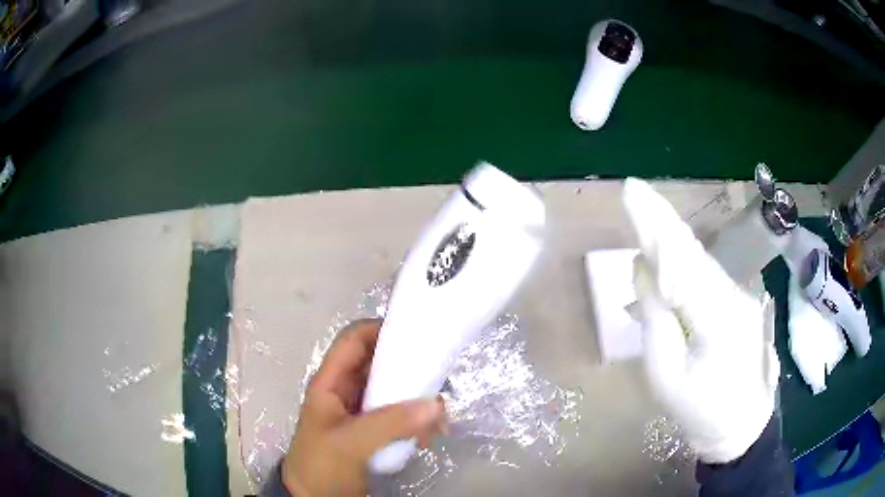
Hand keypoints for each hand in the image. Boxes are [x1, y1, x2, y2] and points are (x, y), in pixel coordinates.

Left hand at [282, 319, 446, 495]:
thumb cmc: (321, 465)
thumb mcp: (349, 442)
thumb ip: (390, 422)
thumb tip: (437, 404)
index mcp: (330, 383)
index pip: (354, 340)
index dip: (380, 329)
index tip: (415, 333)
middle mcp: (347, 392)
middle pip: (379, 364)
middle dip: (409, 369)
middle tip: (439, 379)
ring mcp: (362, 413)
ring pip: (393, 391)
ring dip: (417, 400)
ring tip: (439, 417)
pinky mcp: (375, 432)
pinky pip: (400, 417)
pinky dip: (417, 422)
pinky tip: (429, 436)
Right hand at [622, 178, 779, 463]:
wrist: (741, 426)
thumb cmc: (699, 410)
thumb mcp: (665, 374)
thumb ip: (655, 318)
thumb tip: (643, 268)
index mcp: (717, 317)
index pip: (682, 260)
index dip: (655, 226)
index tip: (632, 193)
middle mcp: (734, 295)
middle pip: (693, 250)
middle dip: (661, 220)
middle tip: (635, 191)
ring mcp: (741, 296)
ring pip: (700, 260)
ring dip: (671, 239)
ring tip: (645, 217)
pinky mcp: (739, 301)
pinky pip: (706, 275)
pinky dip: (683, 262)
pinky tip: (667, 258)